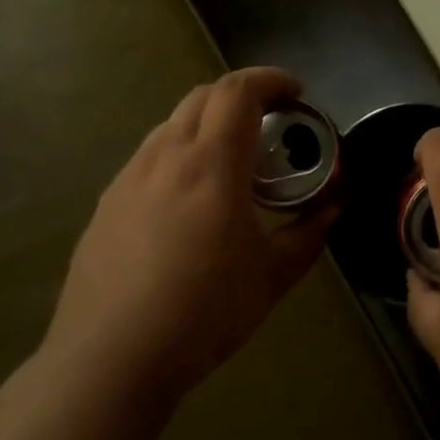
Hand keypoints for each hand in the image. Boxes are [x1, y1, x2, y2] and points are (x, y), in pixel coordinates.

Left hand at [45, 68, 335, 404]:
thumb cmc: (203, 312)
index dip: (271, 79)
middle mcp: (165, 157)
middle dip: (241, 95)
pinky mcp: (106, 204)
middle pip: (202, 96)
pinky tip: (189, 200)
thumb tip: (333, 208)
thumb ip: (309, 234)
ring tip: (231, 161)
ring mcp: (128, 179)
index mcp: (210, 164)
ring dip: (208, 124)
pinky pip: (149, 158)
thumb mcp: (272, 276)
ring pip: (171, 125)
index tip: (296, 92)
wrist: (110, 360)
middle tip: (270, 122)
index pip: (238, 91)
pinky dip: (179, 154)